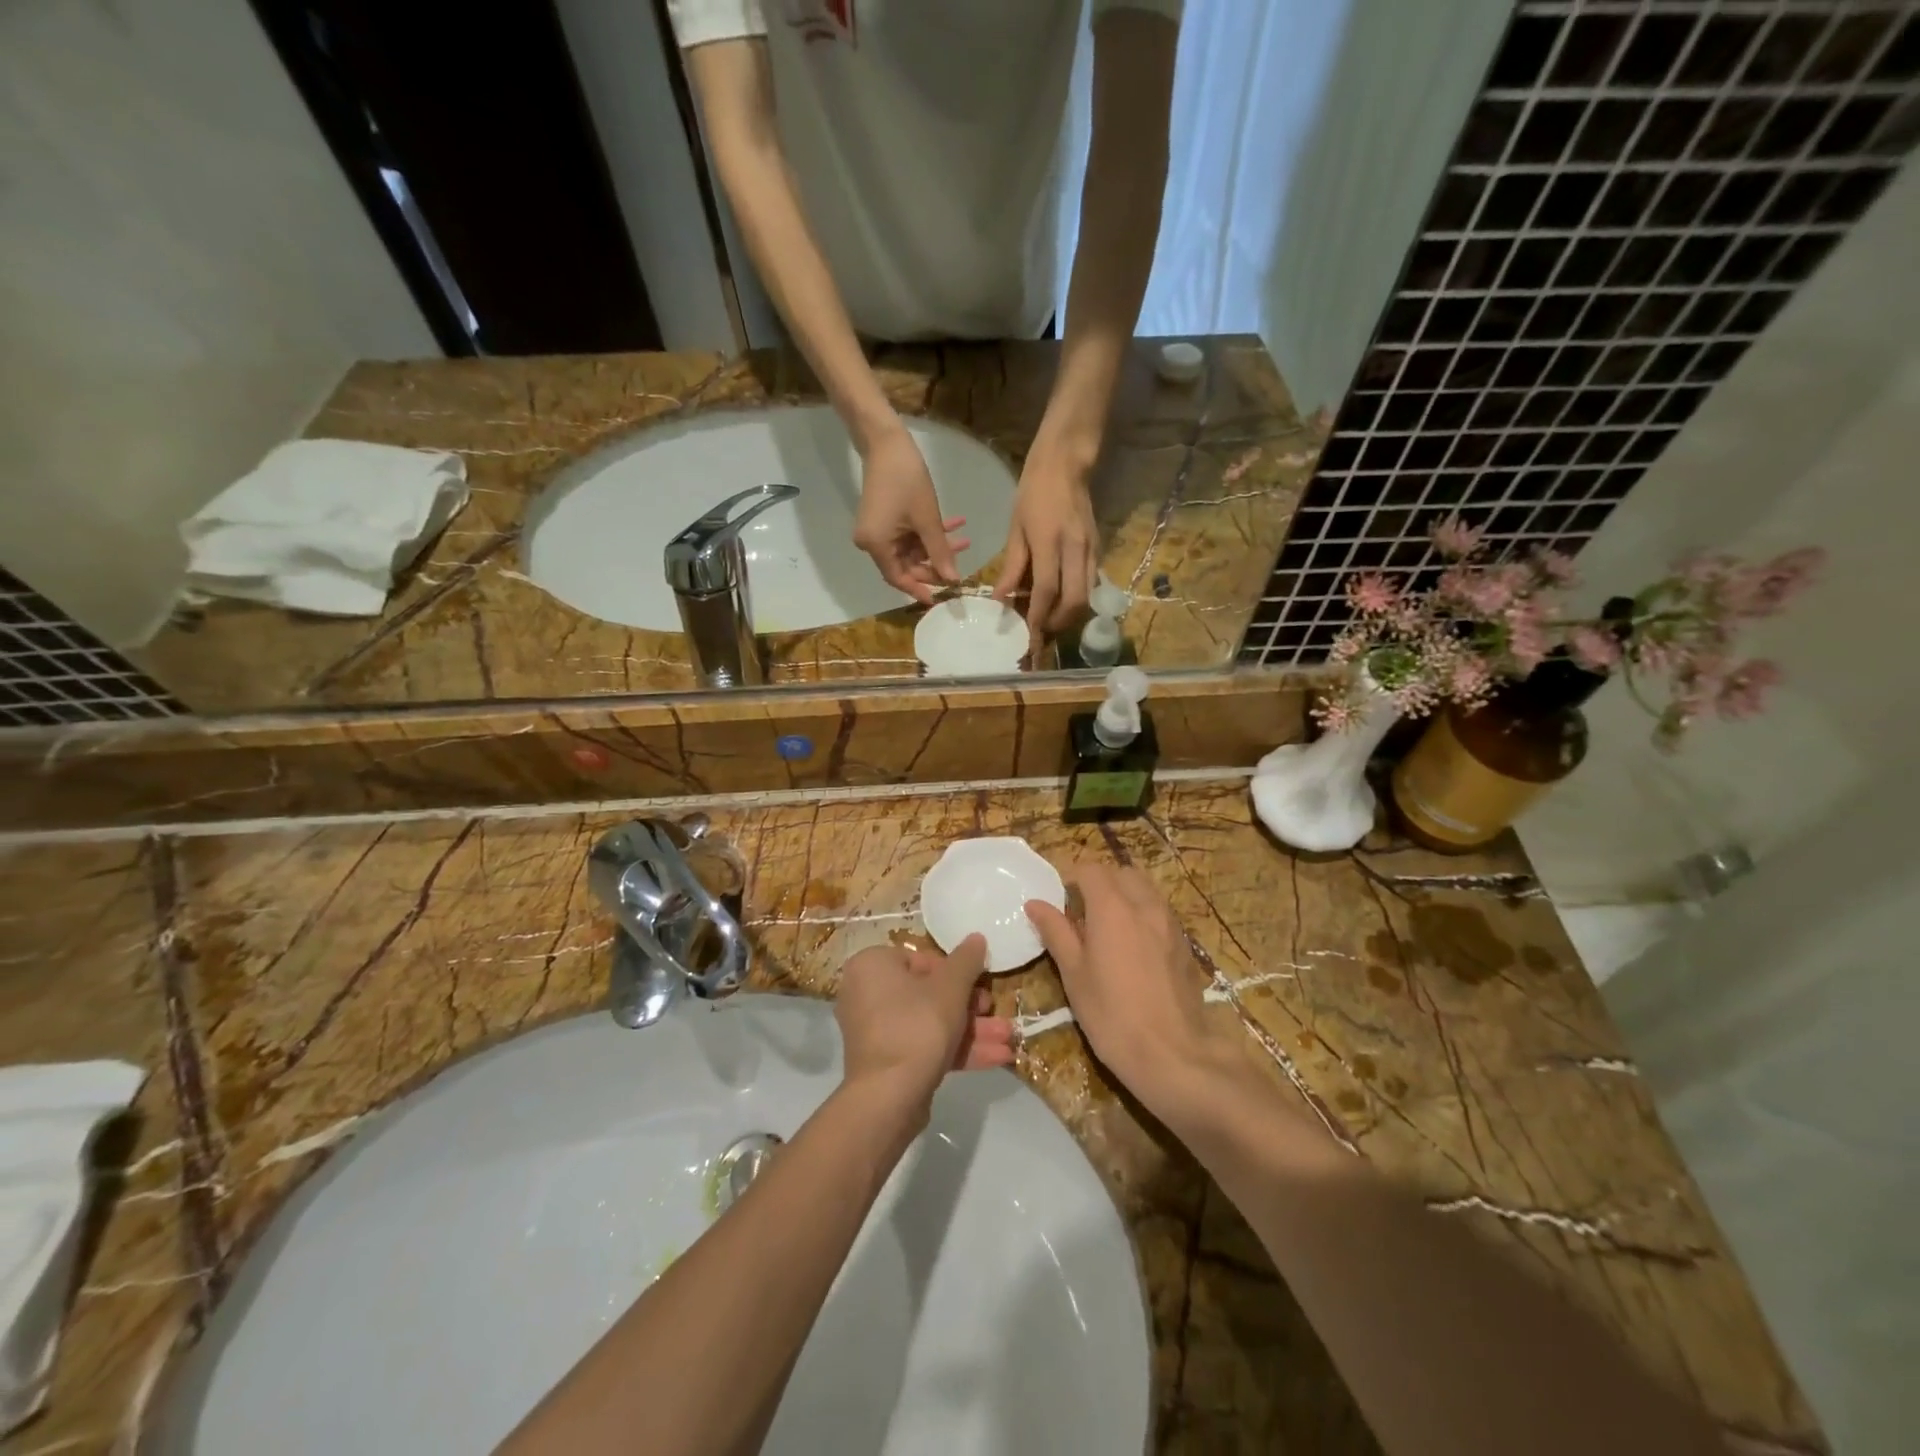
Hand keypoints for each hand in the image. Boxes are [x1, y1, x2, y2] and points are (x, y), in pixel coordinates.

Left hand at [834, 935, 1013, 1111]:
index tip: (977, 983)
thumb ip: (966, 960)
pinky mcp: (887, 1062)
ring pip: (930, 1023)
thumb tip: (976, 938)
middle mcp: (867, 994)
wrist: (889, 1096)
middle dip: (969, 1006)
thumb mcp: (950, 987)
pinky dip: (955, 1050)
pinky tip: (996, 1058)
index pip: (919, 959)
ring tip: (1008, 1038)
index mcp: (872, 966)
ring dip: (971, 1030)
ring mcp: (876, 1031)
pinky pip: (923, 1046)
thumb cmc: (917, 1024)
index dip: (954, 972)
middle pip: (928, 993)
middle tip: (994, 1010)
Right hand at [853, 426, 968, 603]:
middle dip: (934, 565)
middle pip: (906, 565)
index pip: (899, 578)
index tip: (941, 598)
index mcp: (876, 546)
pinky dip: (929, 531)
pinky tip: (956, 524)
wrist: (888, 442)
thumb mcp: (928, 520)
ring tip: (965, 541)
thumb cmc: (907, 481)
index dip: (920, 589)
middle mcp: (872, 542)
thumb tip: (952, 580)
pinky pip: (909, 533)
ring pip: (912, 549)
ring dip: (936, 546)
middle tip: (960, 567)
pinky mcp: (885, 518)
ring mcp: (878, 530)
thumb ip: (939, 553)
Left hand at [993, 448, 1097, 641]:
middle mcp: (1075, 550)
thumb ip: (1011, 567)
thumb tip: (1000, 599)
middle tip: (1040, 631)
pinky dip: (1077, 599)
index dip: (1037, 617)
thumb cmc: (1033, 494)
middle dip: (1058, 623)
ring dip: (1069, 615)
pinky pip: (1091, 584)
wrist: (1065, 465)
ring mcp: (1091, 550)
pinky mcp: (1098, 549)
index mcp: (1050, 542)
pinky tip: (1061, 600)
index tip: (1028, 636)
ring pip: (1087, 597)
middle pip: (1074, 602)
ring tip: (1049, 620)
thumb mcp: (1015, 530)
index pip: (1046, 590)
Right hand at [1025, 865, 1229, 1115]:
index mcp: (1113, 908)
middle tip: (1082, 913)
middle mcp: (1145, 906)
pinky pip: (1161, 914)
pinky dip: (1144, 916)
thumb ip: (1056, 932)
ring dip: (1125, 897)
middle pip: (1122, 873)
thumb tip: (1036, 904)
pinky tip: (1135, 950)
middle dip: (1101, 883)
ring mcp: (1171, 924)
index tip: (1059, 900)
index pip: (1090, 869)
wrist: (1174, 1055)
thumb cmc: (1112, 1015)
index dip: (1072, 877)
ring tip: (1108, 930)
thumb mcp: (1074, 974)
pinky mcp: (1185, 945)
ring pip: (1146, 891)